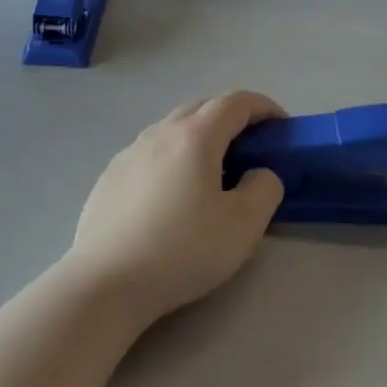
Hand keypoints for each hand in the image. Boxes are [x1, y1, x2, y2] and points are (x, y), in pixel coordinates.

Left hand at [64, 92, 285, 326]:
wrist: (105, 283)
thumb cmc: (181, 250)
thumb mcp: (244, 225)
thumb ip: (264, 189)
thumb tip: (258, 174)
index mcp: (195, 137)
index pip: (235, 102)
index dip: (263, 107)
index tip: (281, 125)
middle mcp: (159, 134)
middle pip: (201, 106)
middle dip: (231, 116)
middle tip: (251, 145)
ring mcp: (128, 154)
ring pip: (171, 128)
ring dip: (199, 135)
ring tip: (212, 169)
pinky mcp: (109, 178)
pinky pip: (149, 152)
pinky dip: (172, 156)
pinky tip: (172, 193)